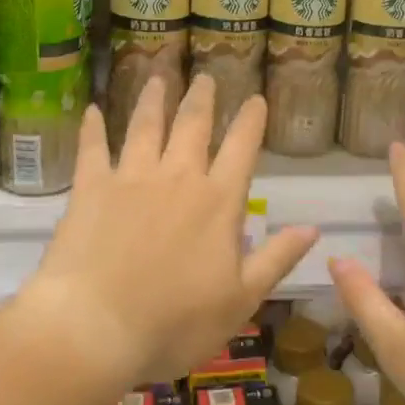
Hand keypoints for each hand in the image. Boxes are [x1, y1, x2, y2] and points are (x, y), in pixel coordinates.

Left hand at [19, 74, 316, 387]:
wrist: (95, 328)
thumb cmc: (174, 323)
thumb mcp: (241, 300)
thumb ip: (276, 258)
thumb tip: (313, 228)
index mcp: (218, 201)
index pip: (241, 148)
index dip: (250, 120)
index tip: (256, 98)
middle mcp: (178, 177)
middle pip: (192, 125)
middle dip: (201, 98)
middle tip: (205, 77)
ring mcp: (131, 178)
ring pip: (145, 126)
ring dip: (152, 99)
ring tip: (157, 75)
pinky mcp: (91, 188)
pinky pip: (92, 148)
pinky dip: (92, 127)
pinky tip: (91, 109)